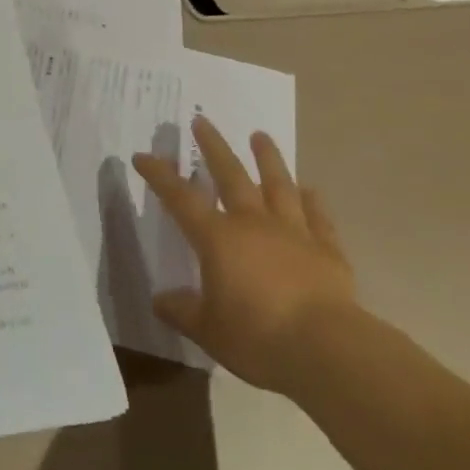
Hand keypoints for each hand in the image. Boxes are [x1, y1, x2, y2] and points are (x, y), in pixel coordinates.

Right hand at [133, 116, 354, 393]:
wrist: (326, 348)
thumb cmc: (257, 336)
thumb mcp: (208, 330)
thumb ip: (183, 311)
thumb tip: (161, 300)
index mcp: (218, 238)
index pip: (180, 198)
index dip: (159, 175)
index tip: (142, 156)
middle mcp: (253, 223)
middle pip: (231, 175)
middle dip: (213, 147)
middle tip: (202, 121)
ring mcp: (293, 233)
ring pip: (278, 185)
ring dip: (268, 159)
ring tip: (260, 136)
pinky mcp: (327, 250)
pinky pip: (318, 218)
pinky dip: (313, 202)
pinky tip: (310, 190)